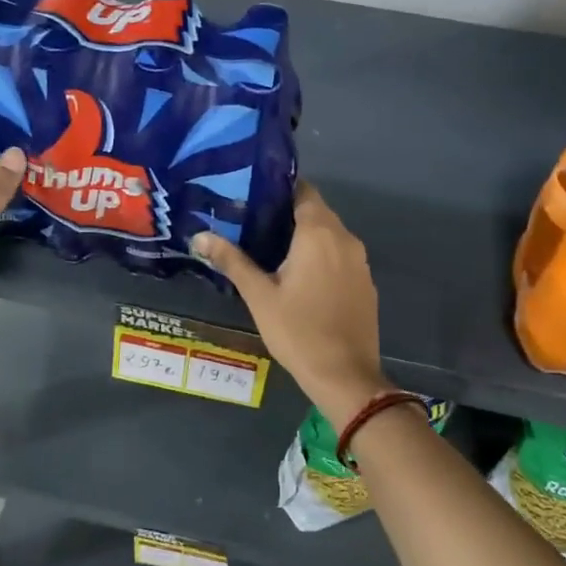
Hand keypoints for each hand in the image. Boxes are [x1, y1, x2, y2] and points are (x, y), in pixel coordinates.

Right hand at [190, 183, 392, 423]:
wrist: (345, 375)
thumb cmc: (298, 331)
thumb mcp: (259, 296)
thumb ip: (232, 261)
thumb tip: (199, 236)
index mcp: (319, 233)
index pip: (303, 190)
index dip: (278, 189)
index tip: (253, 197)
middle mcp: (345, 238)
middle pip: (316, 211)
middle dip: (287, 214)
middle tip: (253, 224)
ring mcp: (360, 261)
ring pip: (330, 235)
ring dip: (305, 237)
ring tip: (271, 249)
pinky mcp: (365, 282)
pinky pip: (341, 256)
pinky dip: (322, 256)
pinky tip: (300, 276)